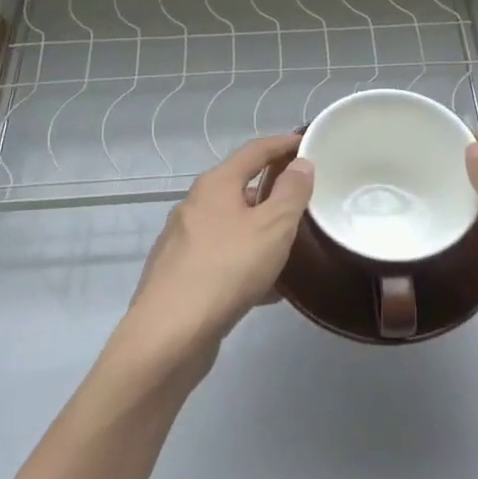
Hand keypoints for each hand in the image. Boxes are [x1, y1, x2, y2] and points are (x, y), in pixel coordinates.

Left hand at [125, 135, 313, 362]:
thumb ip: (291, 193)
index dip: (283, 144)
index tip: (308, 143)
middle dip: (273, 191)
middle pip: (240, 187)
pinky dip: (247, 262)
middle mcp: (195, 205)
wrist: (169, 335)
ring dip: (261, 230)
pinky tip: (267, 289)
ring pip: (232, 226)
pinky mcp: (181, 275)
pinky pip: (223, 258)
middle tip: (305, 199)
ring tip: (292, 245)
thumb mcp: (272, 227)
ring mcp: (184, 241)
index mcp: (215, 185)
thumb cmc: (226, 270)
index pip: (255, 150)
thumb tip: (300, 164)